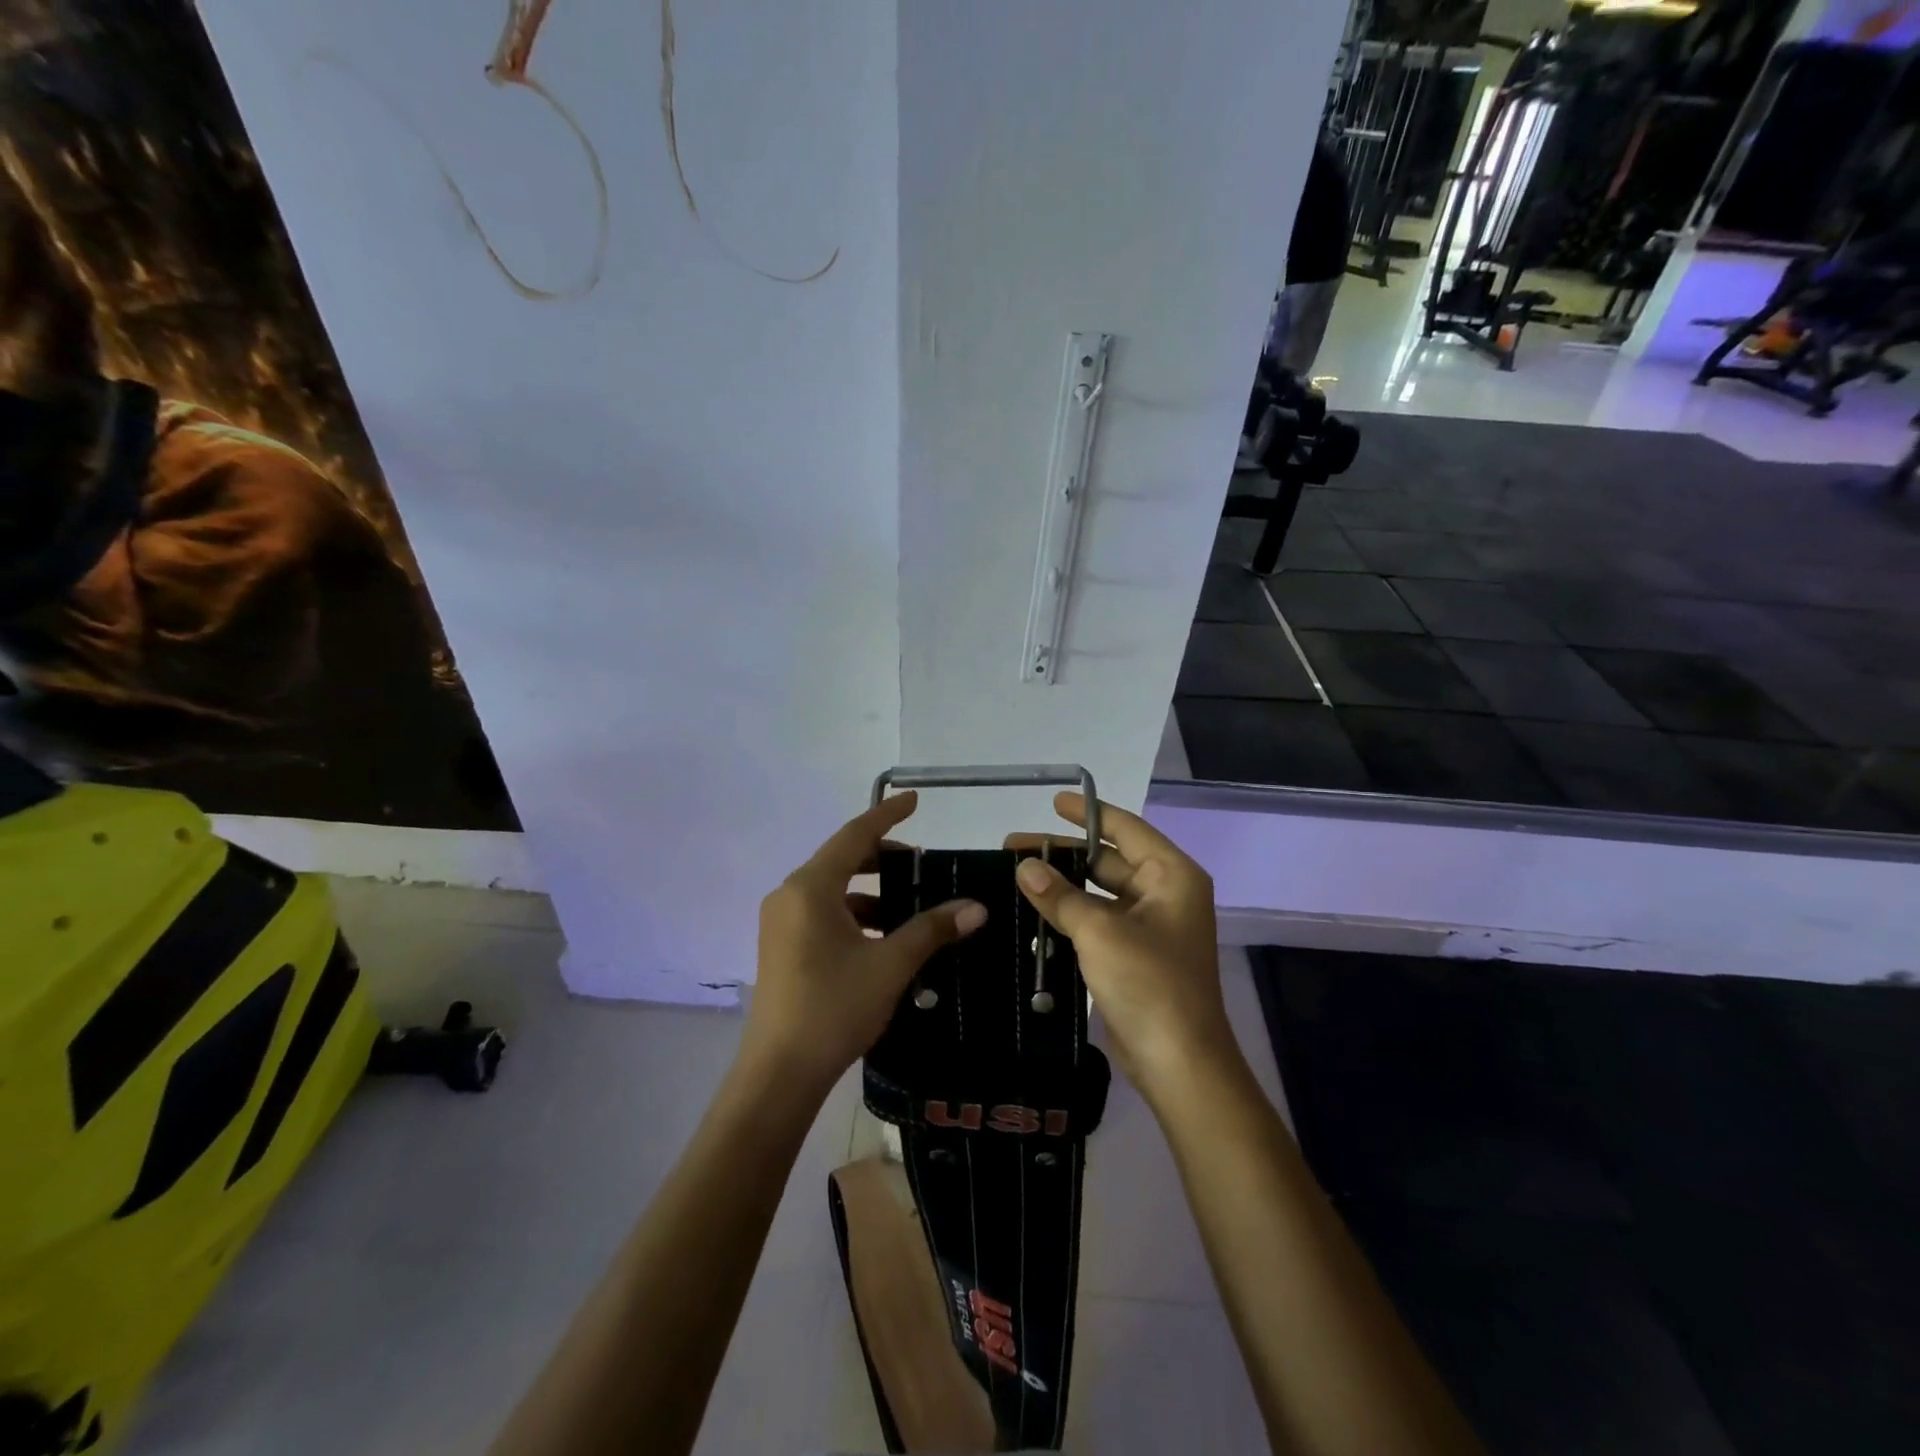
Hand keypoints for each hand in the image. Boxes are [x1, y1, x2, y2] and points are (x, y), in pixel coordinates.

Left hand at [744, 791, 987, 1094]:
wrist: (779, 1074)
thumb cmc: (833, 1008)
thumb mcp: (890, 965)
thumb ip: (931, 930)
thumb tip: (977, 907)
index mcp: (810, 888)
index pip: (854, 835)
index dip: (887, 815)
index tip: (914, 800)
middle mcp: (790, 895)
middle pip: (842, 859)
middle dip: (882, 857)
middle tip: (921, 864)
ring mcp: (781, 922)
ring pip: (833, 890)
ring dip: (871, 892)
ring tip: (910, 907)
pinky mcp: (782, 947)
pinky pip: (823, 913)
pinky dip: (855, 915)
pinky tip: (884, 938)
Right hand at [1008, 794, 1231, 1096]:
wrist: (1178, 1062)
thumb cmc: (1149, 983)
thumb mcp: (1099, 931)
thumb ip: (1060, 895)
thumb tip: (1024, 865)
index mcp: (1171, 876)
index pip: (1126, 828)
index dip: (1089, 813)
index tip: (1053, 802)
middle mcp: (1164, 894)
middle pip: (1108, 861)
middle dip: (1063, 854)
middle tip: (1013, 848)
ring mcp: (1150, 927)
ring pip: (1099, 894)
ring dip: (1062, 887)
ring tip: (1015, 877)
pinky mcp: (1134, 956)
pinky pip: (1097, 923)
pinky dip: (1069, 916)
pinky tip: (1032, 914)